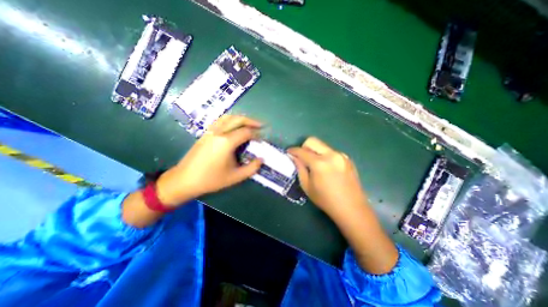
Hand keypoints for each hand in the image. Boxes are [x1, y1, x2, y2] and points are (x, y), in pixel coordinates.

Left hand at [156, 114, 262, 206]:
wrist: (184, 180)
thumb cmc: (211, 179)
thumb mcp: (235, 177)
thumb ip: (252, 168)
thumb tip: (261, 159)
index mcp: (226, 142)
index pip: (246, 132)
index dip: (257, 134)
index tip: (262, 139)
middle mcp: (219, 132)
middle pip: (238, 119)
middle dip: (251, 121)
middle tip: (261, 125)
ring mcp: (210, 131)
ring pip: (228, 117)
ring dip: (241, 118)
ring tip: (249, 123)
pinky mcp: (205, 133)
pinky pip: (221, 120)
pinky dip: (231, 120)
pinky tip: (234, 126)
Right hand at [287, 137, 398, 272]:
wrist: (352, 208)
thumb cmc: (326, 200)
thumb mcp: (307, 186)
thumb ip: (300, 168)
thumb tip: (294, 157)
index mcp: (319, 163)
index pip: (302, 151)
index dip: (293, 151)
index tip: (288, 153)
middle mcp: (331, 155)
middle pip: (312, 141)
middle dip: (303, 147)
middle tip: (301, 158)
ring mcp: (341, 155)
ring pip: (322, 145)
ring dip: (314, 151)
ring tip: (314, 164)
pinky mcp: (347, 158)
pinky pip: (330, 151)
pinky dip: (324, 155)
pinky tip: (326, 167)